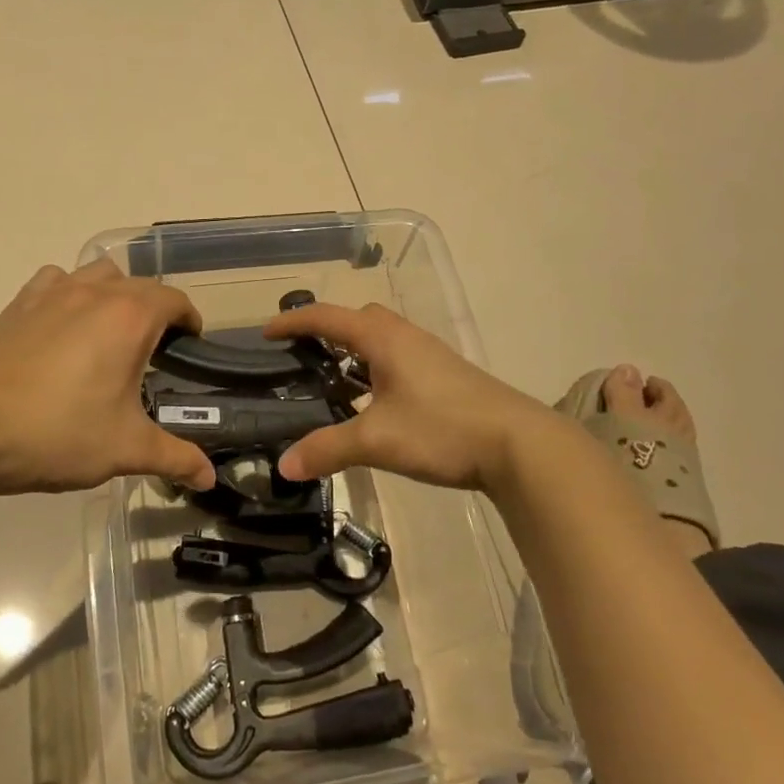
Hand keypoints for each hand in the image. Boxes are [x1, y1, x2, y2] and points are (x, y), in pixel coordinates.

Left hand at [0, 260, 216, 495]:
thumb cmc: (61, 435)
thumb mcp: (127, 450)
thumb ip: (176, 457)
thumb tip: (210, 477)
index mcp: (131, 318)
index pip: (175, 301)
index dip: (189, 322)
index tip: (189, 348)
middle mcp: (97, 293)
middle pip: (142, 285)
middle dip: (156, 310)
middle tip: (154, 351)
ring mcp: (55, 292)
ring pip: (100, 275)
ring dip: (116, 294)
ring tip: (111, 331)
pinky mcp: (22, 302)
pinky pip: (58, 280)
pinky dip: (72, 292)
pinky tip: (67, 323)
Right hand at [264, 302, 553, 492]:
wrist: (518, 444)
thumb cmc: (442, 429)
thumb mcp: (377, 440)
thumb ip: (328, 449)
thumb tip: (284, 466)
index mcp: (384, 339)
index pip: (328, 317)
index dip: (294, 322)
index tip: (266, 331)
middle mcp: (406, 337)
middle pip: (359, 319)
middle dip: (327, 330)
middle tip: (302, 355)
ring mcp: (430, 355)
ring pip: (382, 340)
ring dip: (354, 351)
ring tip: (332, 381)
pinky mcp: (446, 376)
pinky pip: (398, 359)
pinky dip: (375, 369)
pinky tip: (373, 403)